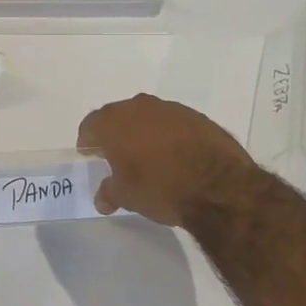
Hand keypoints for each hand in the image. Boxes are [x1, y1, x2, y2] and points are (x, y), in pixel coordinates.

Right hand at [78, 94, 258, 226]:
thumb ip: (109, 192)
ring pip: (148, 117)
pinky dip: (169, 135)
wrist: (218, 186)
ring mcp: (171, 109)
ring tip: (147, 156)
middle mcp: (139, 107)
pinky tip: (175, 155)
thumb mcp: (127, 196)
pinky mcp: (198, 117)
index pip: (91, 125)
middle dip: (115, 133)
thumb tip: (102, 199)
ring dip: (144, 132)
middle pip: (119, 116)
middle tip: (116, 154)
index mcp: (114, 122)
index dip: (88, 140)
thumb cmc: (159, 188)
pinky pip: (173, 123)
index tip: (90, 153)